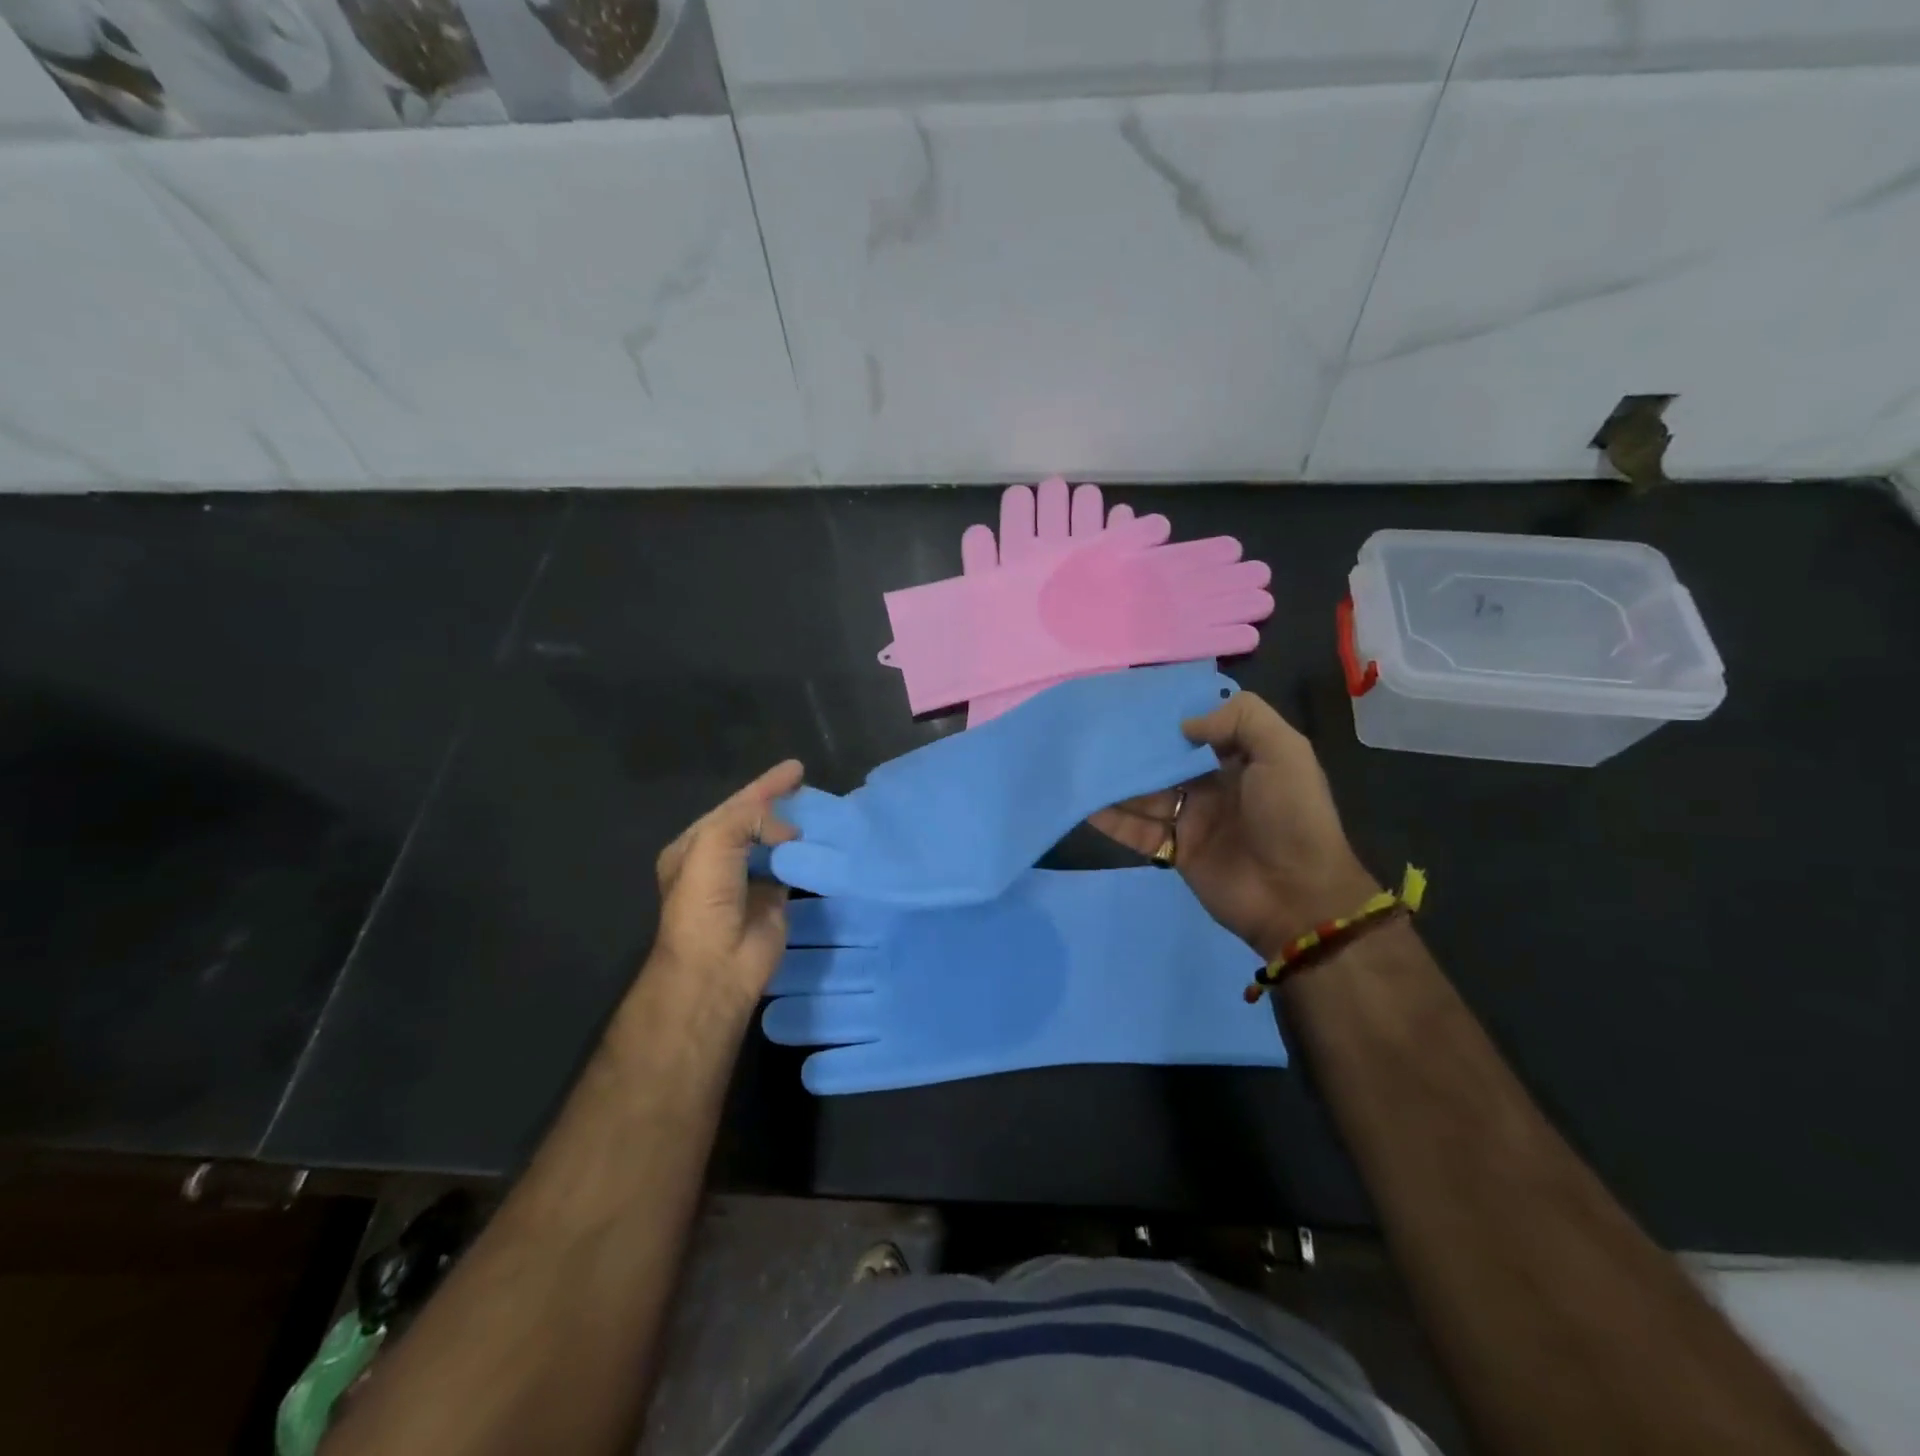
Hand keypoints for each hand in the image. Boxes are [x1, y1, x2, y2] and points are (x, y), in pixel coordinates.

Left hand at [650, 760, 804, 1004]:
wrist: (717, 963)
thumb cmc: (707, 899)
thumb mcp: (714, 842)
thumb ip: (750, 818)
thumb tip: (789, 832)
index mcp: (696, 845)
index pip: (735, 806)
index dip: (764, 785)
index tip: (796, 768)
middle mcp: (721, 861)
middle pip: (756, 822)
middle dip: (780, 804)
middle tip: (809, 786)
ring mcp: (749, 881)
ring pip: (777, 845)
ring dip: (796, 828)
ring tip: (823, 809)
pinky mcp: (774, 901)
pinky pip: (794, 869)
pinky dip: (808, 855)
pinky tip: (826, 841)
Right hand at [1090, 692, 1376, 960]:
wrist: (1297, 897)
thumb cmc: (1292, 817)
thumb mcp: (1285, 752)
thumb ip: (1242, 720)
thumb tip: (1184, 725)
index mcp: (1240, 759)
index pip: (1199, 729)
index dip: (1170, 715)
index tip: (1133, 700)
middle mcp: (1213, 785)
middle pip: (1165, 761)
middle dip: (1134, 747)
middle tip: (1095, 730)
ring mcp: (1191, 819)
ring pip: (1144, 793)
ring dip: (1116, 781)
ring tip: (1080, 762)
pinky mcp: (1175, 851)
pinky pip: (1137, 830)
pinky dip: (1111, 819)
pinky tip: (1084, 803)